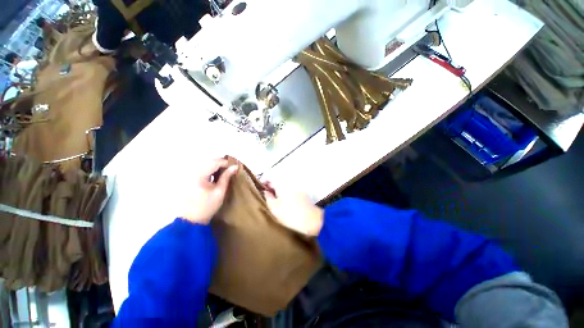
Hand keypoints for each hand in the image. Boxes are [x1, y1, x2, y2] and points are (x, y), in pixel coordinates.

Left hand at [180, 158, 237, 224]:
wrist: (191, 219)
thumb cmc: (207, 206)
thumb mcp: (220, 191)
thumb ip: (226, 177)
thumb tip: (235, 166)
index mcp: (199, 176)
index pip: (214, 162)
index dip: (226, 163)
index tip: (234, 167)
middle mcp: (192, 172)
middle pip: (209, 161)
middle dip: (221, 163)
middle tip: (230, 169)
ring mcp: (189, 174)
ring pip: (204, 163)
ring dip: (215, 165)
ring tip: (224, 171)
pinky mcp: (188, 178)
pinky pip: (200, 168)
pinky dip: (209, 169)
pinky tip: (214, 175)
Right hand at [263, 186, 323, 235]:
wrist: (311, 220)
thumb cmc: (290, 214)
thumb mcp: (274, 207)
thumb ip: (268, 197)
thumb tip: (265, 191)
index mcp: (282, 184)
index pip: (270, 177)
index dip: (264, 181)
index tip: (260, 188)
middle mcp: (290, 184)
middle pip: (278, 183)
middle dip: (271, 188)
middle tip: (266, 196)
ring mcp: (298, 190)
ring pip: (284, 188)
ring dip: (278, 192)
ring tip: (274, 202)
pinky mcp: (303, 196)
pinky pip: (291, 193)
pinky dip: (286, 196)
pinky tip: (285, 205)